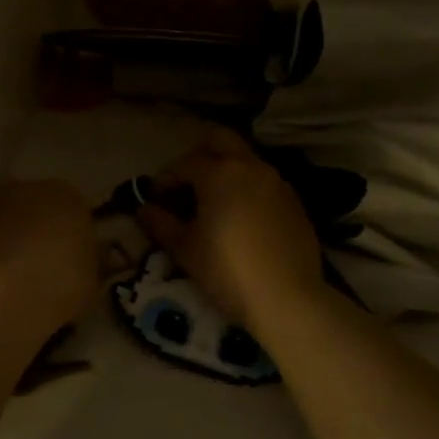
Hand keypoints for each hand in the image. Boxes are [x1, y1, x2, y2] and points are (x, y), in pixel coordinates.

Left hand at [0, 179, 96, 339]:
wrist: (2, 299)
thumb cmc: (59, 286)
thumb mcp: (91, 281)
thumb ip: (90, 262)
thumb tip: (88, 258)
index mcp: (68, 195)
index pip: (75, 210)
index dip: (74, 236)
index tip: (73, 261)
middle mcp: (28, 187)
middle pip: (39, 208)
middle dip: (41, 230)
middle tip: (44, 266)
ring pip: (9, 220)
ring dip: (12, 238)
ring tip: (15, 276)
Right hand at [136, 129, 323, 326]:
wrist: (287, 298)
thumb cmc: (226, 269)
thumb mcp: (185, 249)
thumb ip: (160, 224)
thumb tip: (143, 210)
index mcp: (219, 173)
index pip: (184, 164)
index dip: (165, 179)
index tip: (155, 198)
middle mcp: (250, 167)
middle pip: (221, 140)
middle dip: (199, 154)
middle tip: (186, 182)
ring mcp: (277, 183)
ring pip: (246, 160)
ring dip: (226, 171)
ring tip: (213, 202)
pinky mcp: (294, 203)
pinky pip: (264, 183)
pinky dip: (247, 189)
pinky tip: (240, 218)